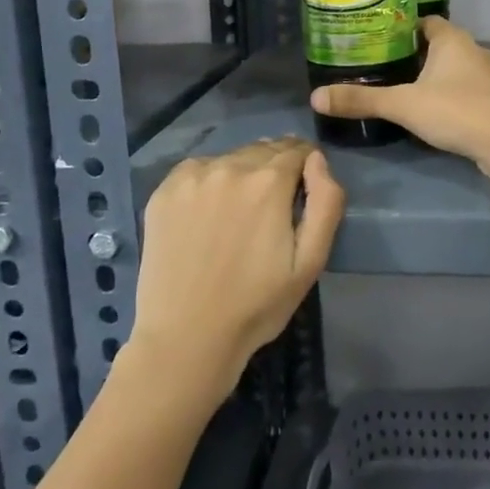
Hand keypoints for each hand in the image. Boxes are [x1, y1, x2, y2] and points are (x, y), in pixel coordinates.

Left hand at [126, 137, 344, 410]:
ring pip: (230, 158)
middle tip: (272, 205)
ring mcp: (191, 177)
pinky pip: (197, 170)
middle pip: (263, 149)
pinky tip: (208, 213)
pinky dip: (209, 181)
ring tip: (239, 212)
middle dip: (275, 168)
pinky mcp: (163, 192)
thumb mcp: (310, 261)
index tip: (303, 188)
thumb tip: (317, 160)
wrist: (186, 338)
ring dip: (242, 173)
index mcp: (268, 182)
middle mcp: (229, 167)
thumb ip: (326, 202)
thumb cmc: (257, 305)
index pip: (297, 150)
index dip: (306, 165)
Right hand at [310, 16, 489, 177]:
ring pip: (453, 70)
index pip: (423, 21)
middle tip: (381, 66)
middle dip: (412, 55)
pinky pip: (464, 91)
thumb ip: (362, 100)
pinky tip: (430, 112)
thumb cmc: (457, 110)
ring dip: (432, 77)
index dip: (401, 28)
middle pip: (438, 45)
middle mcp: (473, 50)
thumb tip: (316, 97)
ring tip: (401, 89)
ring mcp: (487, 77)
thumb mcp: (403, 105)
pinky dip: (447, 97)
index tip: (377, 39)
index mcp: (452, 39)